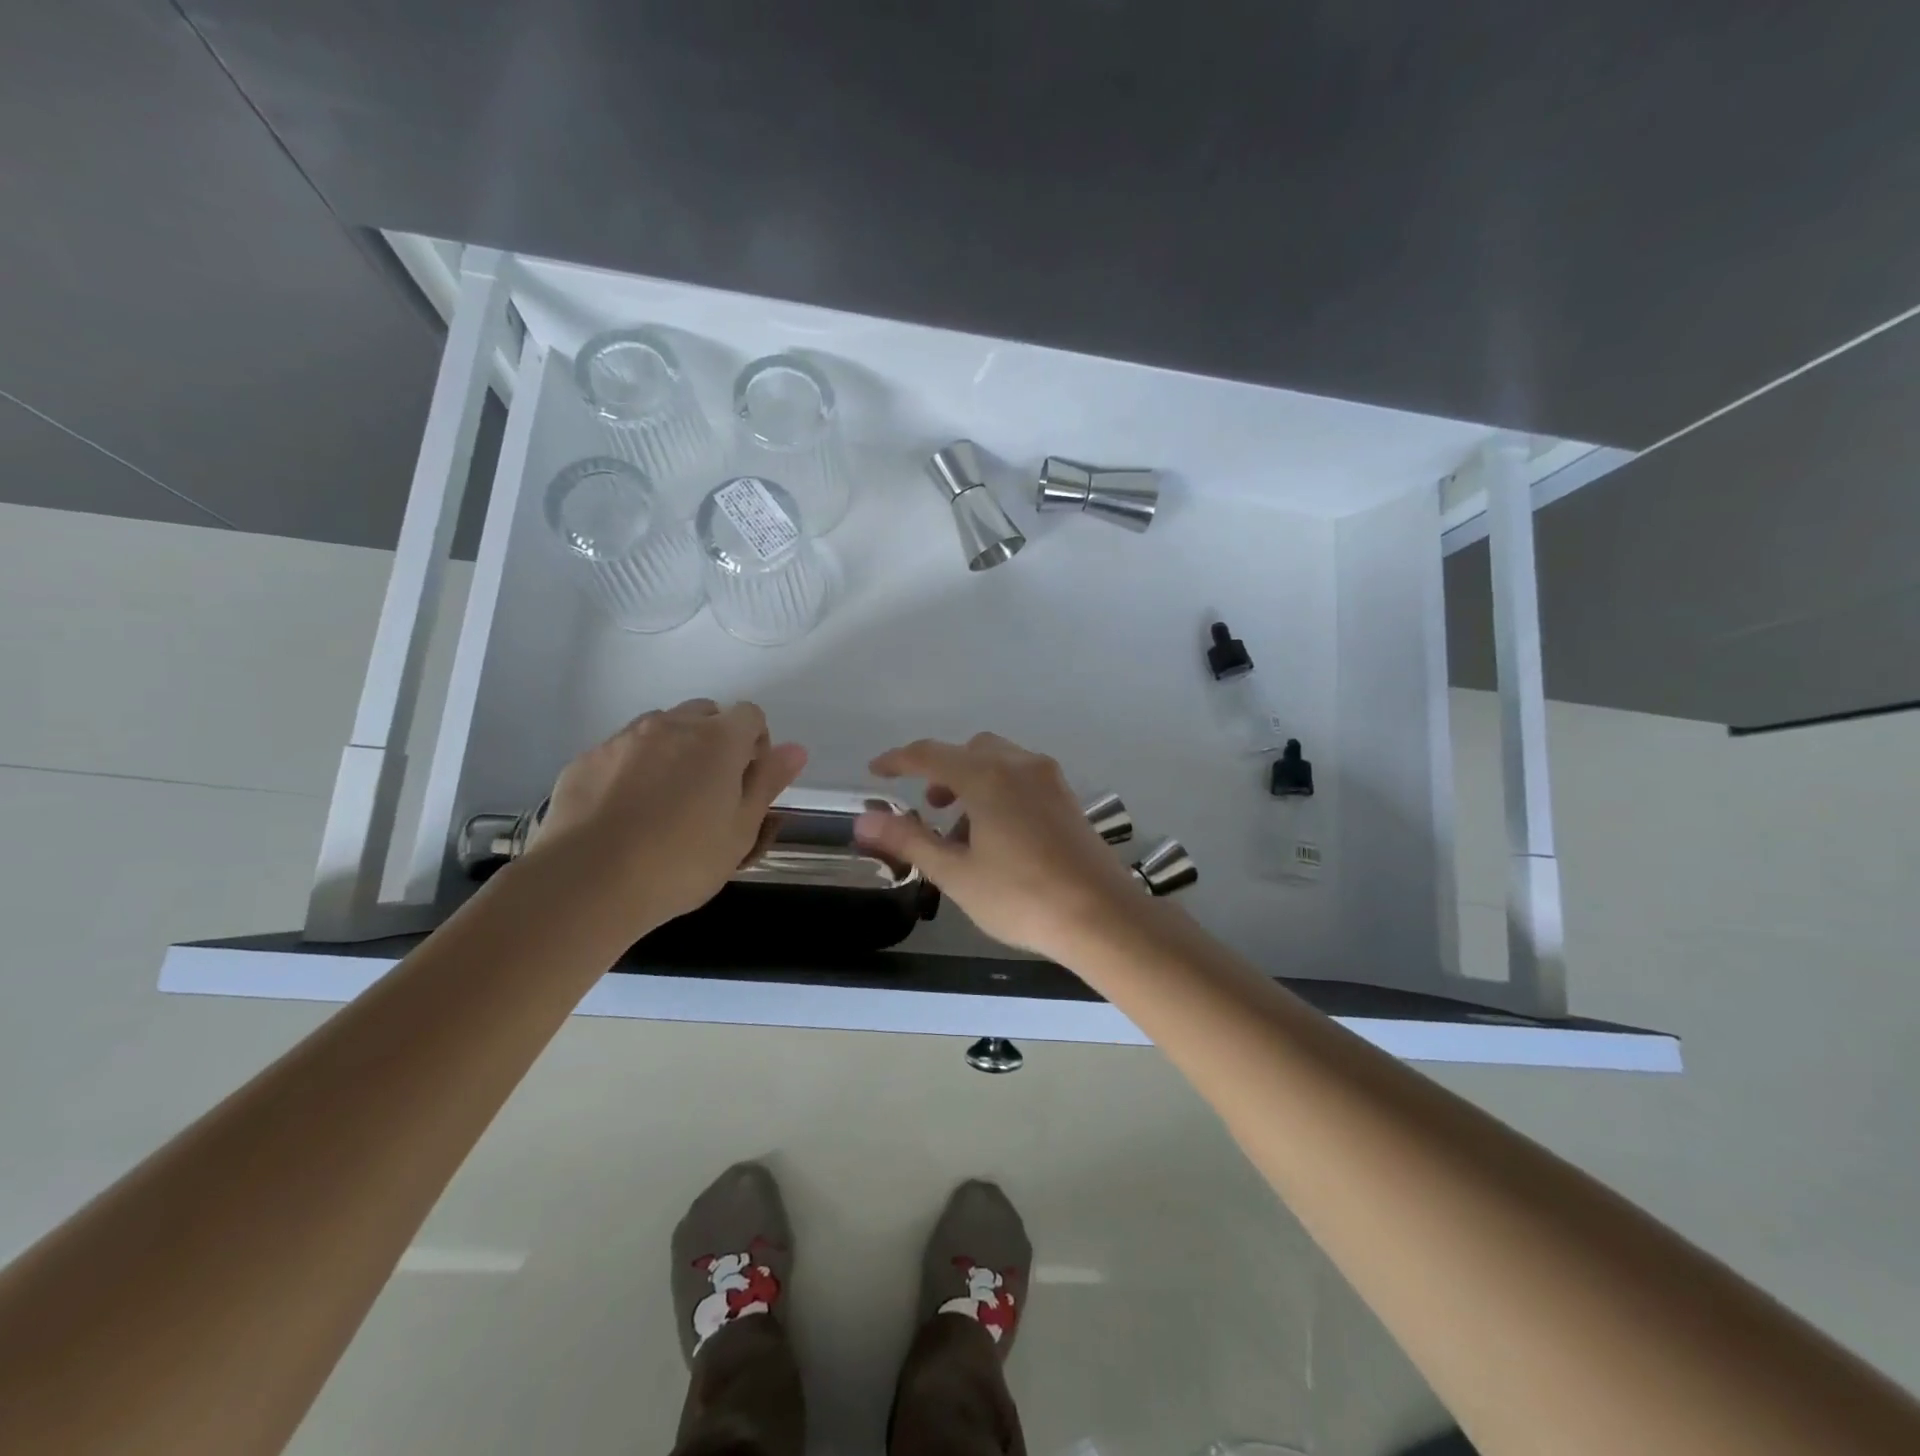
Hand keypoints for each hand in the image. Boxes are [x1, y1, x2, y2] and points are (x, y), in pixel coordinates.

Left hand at [531, 699, 806, 932]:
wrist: (588, 882)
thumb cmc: (682, 861)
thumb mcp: (741, 830)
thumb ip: (768, 782)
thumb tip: (796, 749)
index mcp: (718, 740)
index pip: (750, 714)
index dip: (756, 743)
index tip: (748, 782)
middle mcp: (671, 726)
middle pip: (704, 714)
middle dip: (715, 741)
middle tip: (711, 791)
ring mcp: (623, 739)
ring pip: (660, 729)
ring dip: (673, 750)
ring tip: (666, 802)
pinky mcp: (586, 760)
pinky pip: (622, 751)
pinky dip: (633, 769)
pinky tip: (626, 813)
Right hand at [854, 732, 1146, 960]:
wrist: (1102, 916)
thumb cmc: (1021, 896)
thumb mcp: (956, 873)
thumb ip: (908, 840)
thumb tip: (863, 821)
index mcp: (987, 776)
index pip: (929, 754)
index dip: (898, 761)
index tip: (876, 771)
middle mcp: (1020, 765)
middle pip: (970, 751)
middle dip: (942, 771)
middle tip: (929, 807)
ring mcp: (1050, 780)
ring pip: (999, 762)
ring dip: (972, 783)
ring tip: (963, 833)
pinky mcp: (1068, 799)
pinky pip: (1023, 778)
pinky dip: (1000, 791)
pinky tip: (999, 837)